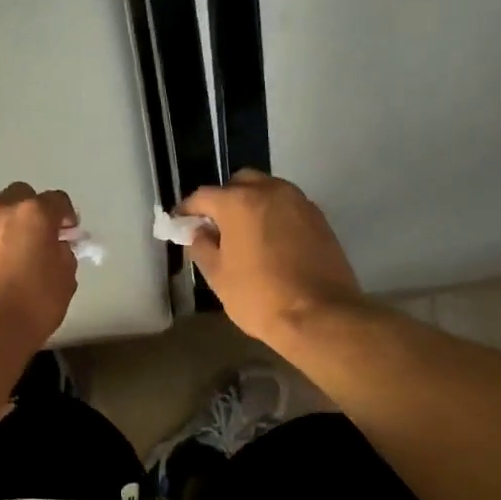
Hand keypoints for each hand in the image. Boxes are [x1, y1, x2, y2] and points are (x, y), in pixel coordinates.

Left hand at [0, 183, 79, 348]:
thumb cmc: (33, 305)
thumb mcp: (65, 280)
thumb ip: (63, 254)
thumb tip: (54, 247)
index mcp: (34, 213)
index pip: (57, 200)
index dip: (67, 216)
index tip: (69, 233)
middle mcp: (1, 210)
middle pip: (21, 195)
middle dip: (33, 210)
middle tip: (39, 236)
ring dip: (7, 223)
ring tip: (13, 250)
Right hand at [178, 171, 362, 343]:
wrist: (321, 316)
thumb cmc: (259, 296)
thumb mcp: (217, 276)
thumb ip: (202, 247)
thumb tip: (199, 233)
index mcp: (239, 202)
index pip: (202, 196)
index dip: (187, 210)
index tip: (179, 223)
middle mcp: (270, 191)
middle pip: (239, 183)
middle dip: (224, 199)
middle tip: (215, 226)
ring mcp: (299, 203)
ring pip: (268, 190)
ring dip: (252, 204)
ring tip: (244, 233)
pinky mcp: (320, 219)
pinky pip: (288, 206)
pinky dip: (274, 215)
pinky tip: (270, 241)